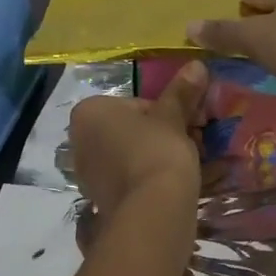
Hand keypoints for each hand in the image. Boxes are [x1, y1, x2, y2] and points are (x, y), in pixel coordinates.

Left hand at [69, 60, 208, 216]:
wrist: (151, 211)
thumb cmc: (157, 151)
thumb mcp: (173, 117)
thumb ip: (181, 92)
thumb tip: (196, 64)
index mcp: (88, 112)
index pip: (137, 104)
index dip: (168, 113)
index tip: (190, 124)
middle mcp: (78, 141)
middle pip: (131, 130)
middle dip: (161, 135)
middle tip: (194, 143)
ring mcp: (86, 173)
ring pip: (130, 155)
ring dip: (156, 156)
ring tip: (188, 165)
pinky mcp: (99, 199)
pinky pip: (128, 179)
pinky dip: (148, 178)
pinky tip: (171, 184)